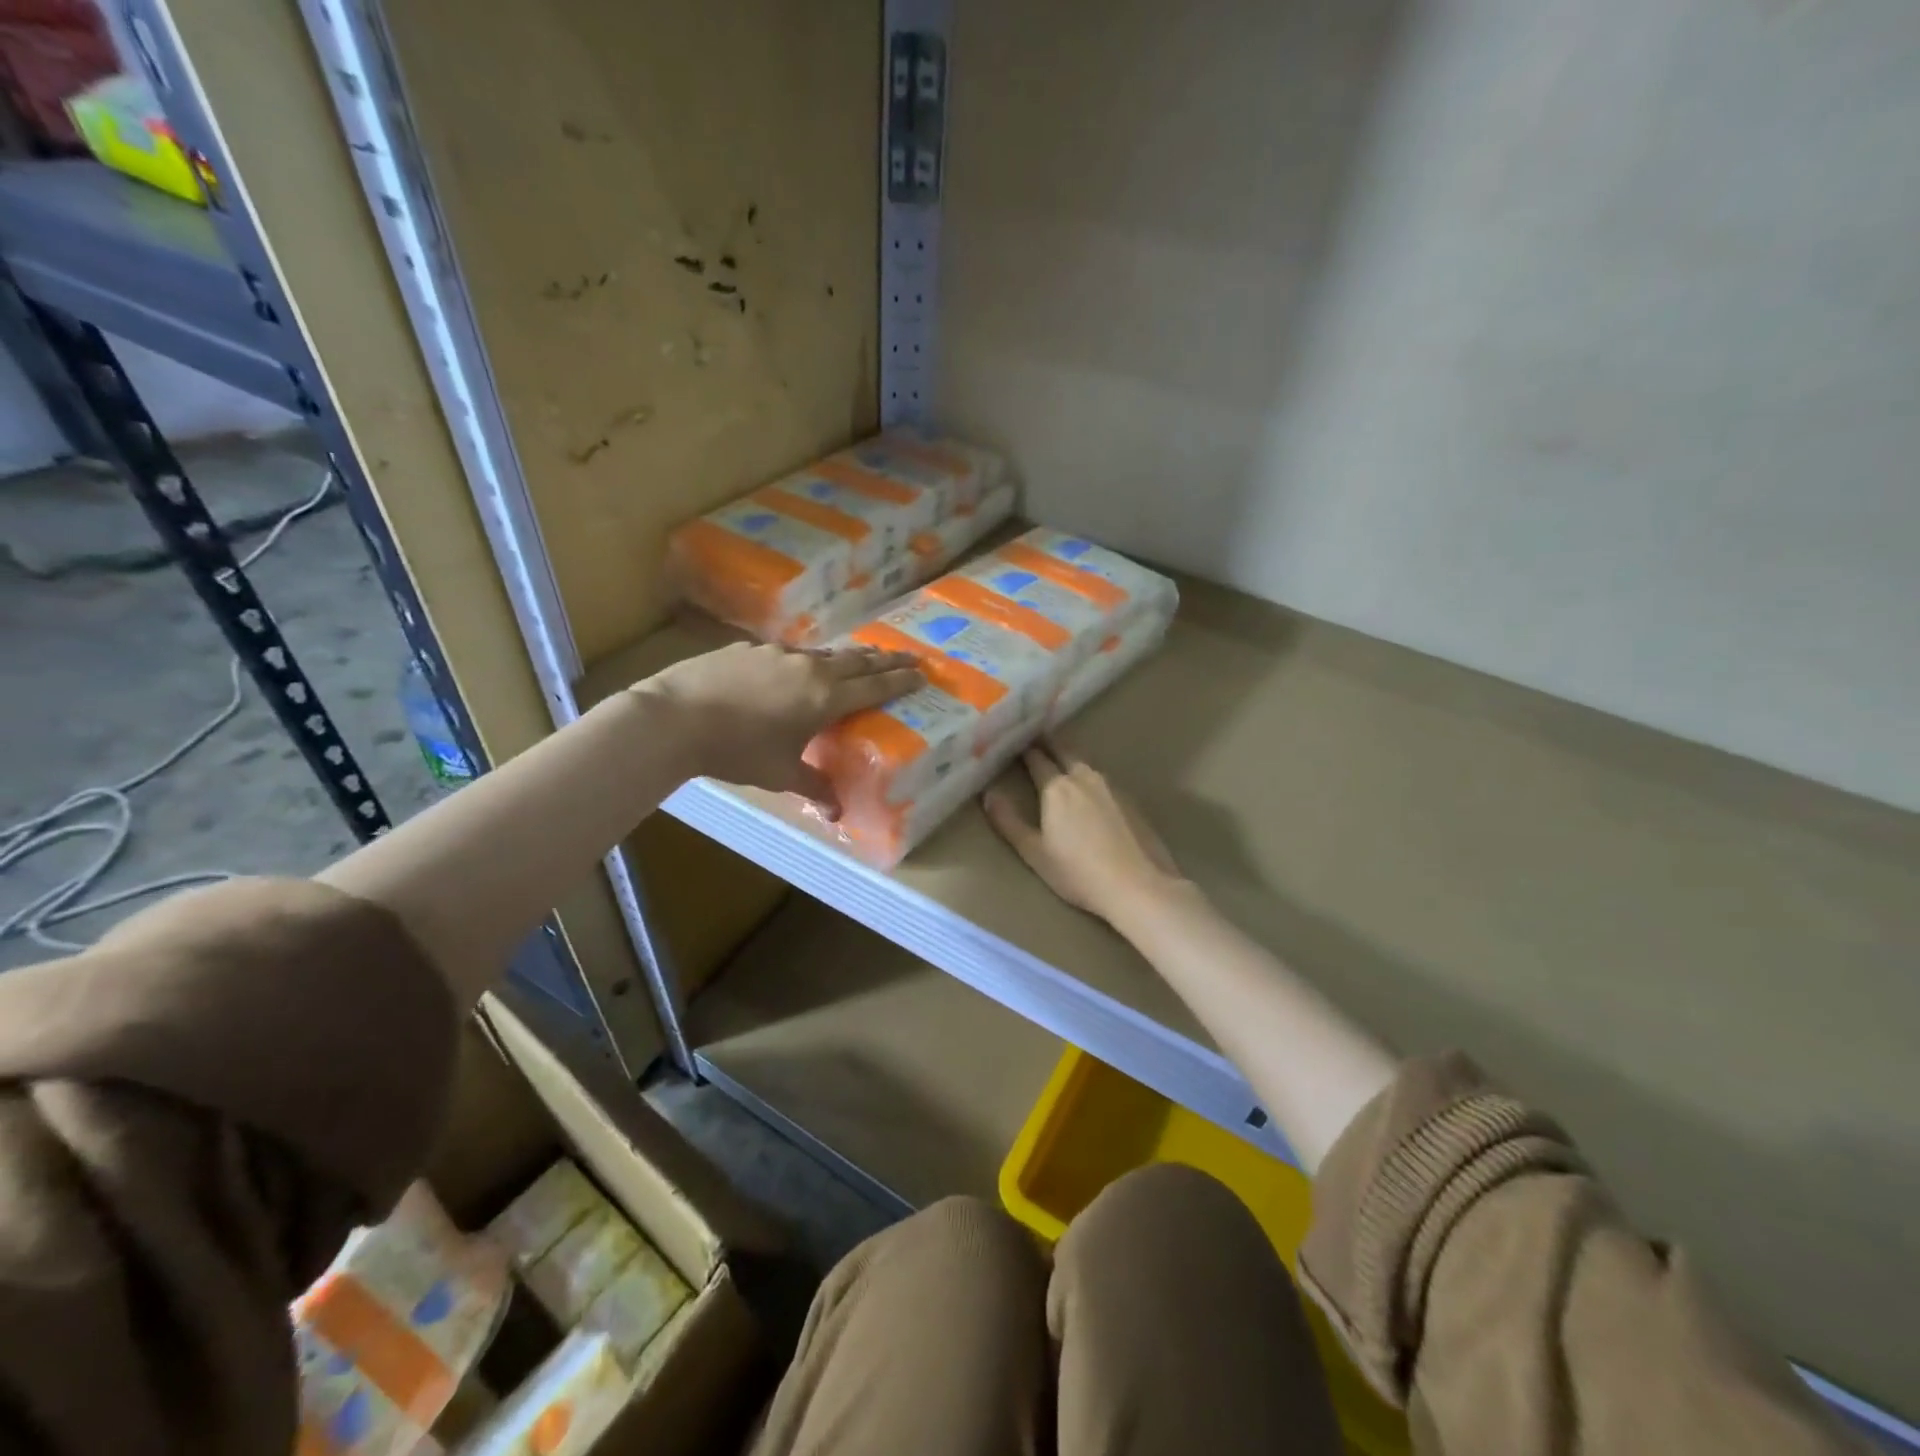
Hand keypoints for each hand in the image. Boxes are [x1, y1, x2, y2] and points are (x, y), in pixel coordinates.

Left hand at [635, 642, 920, 812]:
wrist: (674, 718)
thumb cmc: (736, 750)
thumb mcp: (779, 774)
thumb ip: (814, 788)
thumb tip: (837, 813)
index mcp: (824, 697)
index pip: (874, 687)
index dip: (900, 680)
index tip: (922, 673)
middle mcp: (808, 668)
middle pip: (856, 660)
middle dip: (885, 660)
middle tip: (909, 656)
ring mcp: (777, 653)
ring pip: (822, 653)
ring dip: (845, 658)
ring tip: (857, 661)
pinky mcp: (748, 648)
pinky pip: (787, 653)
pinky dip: (804, 661)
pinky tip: (793, 670)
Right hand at [983, 741, 1183, 923]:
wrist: (1137, 885)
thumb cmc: (1078, 872)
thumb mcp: (1034, 852)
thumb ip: (1008, 822)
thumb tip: (988, 794)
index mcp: (1056, 787)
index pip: (1036, 759)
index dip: (1024, 749)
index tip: (1015, 740)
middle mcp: (1084, 778)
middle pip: (1064, 751)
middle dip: (1049, 743)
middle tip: (1037, 737)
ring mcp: (1111, 787)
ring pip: (1085, 764)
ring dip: (1071, 758)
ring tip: (1061, 759)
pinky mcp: (1131, 800)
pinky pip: (1103, 779)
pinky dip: (1090, 777)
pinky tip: (1090, 790)